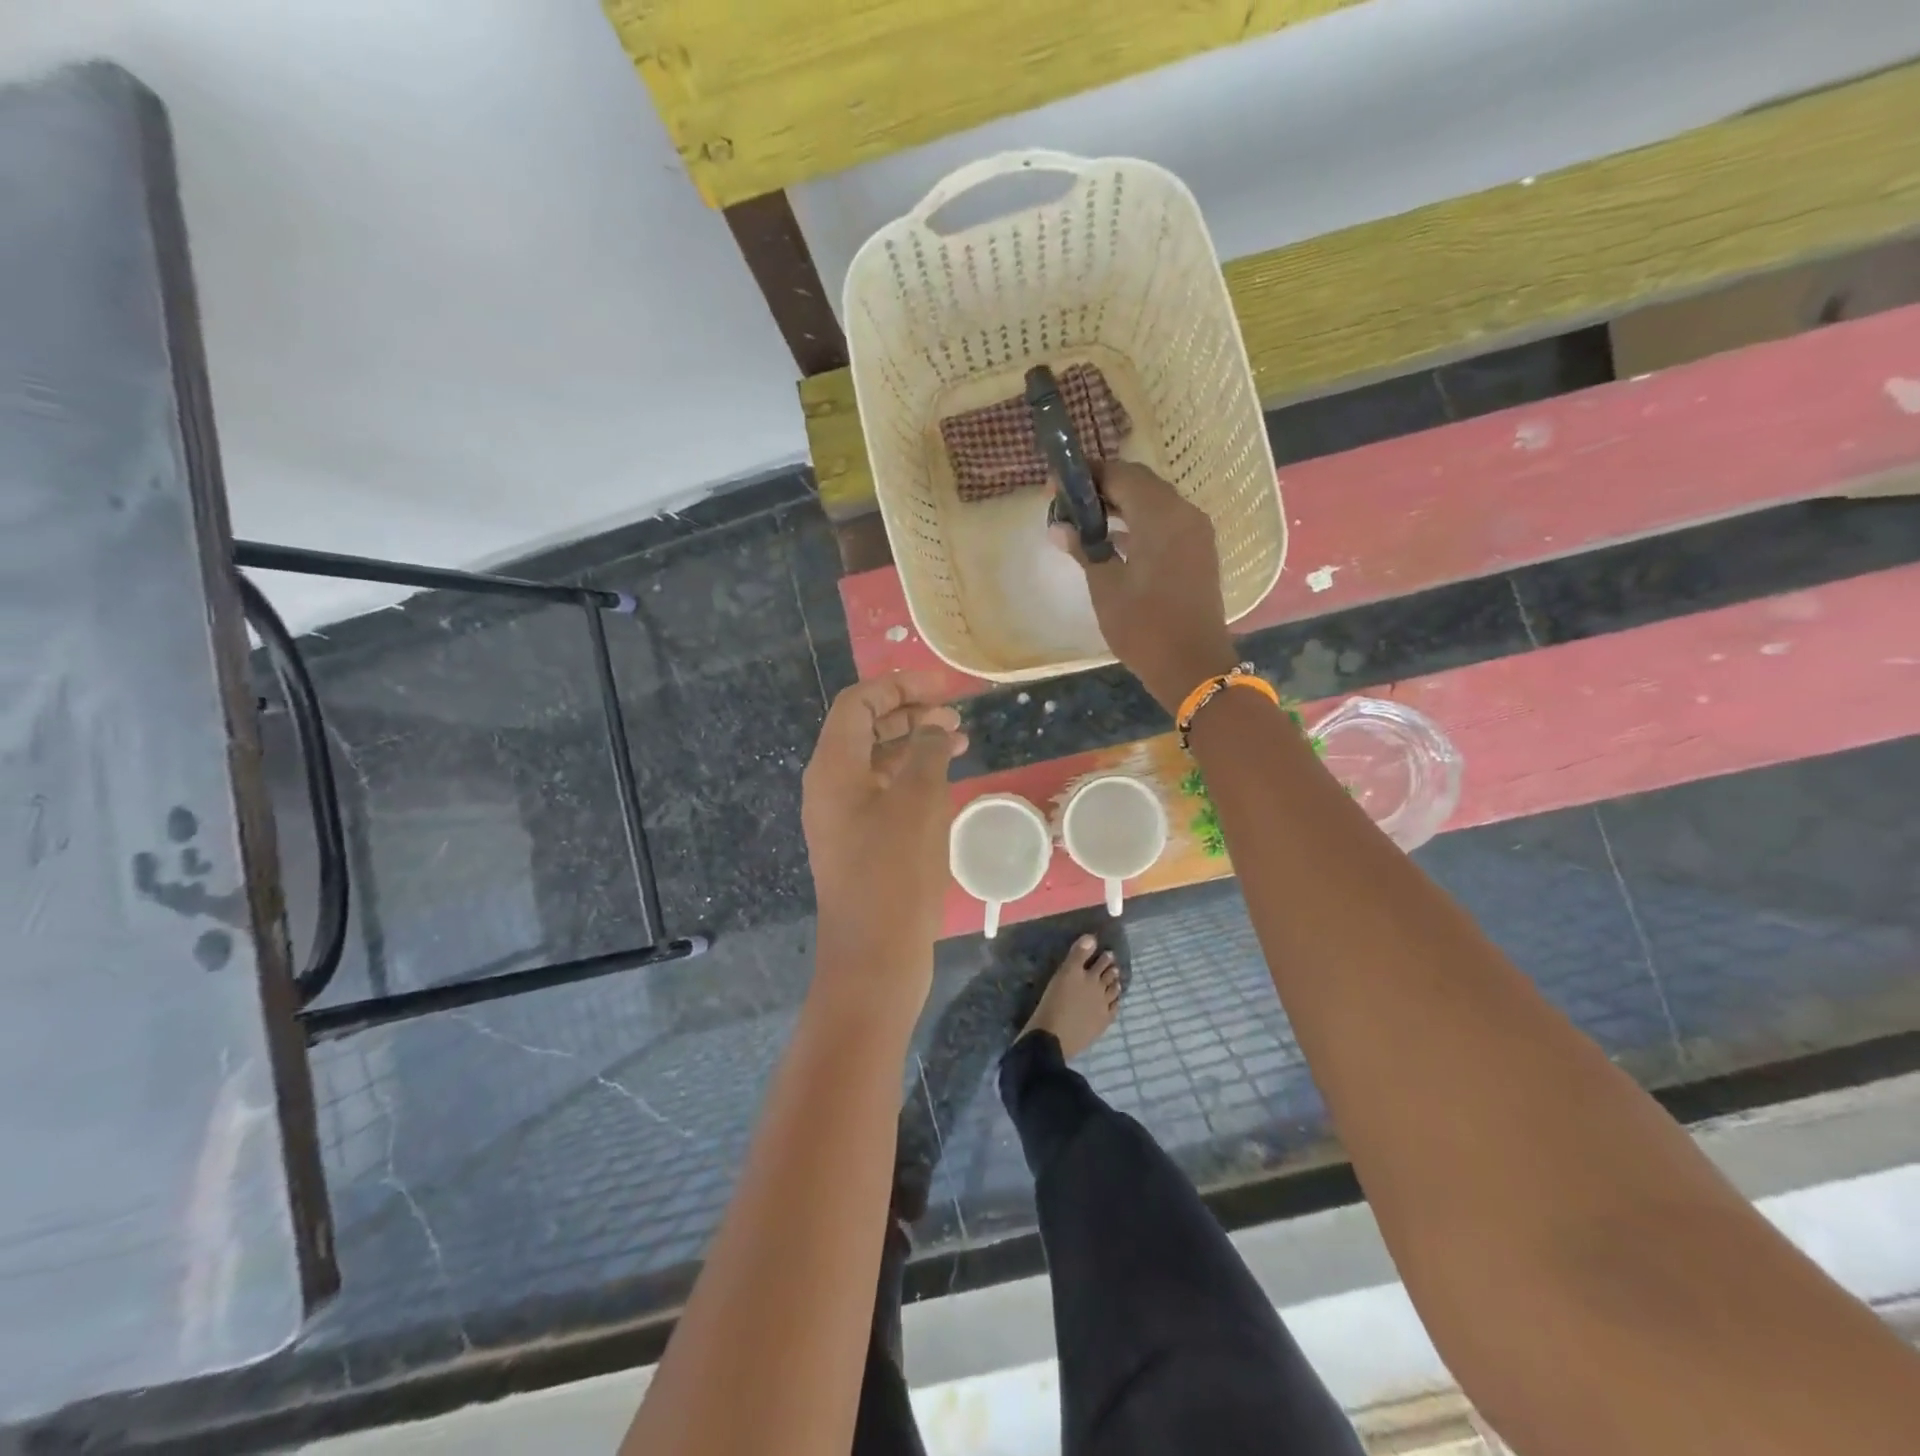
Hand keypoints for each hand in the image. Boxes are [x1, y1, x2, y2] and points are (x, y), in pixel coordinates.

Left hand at [801, 672, 967, 1002]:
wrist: (874, 958)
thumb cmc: (893, 873)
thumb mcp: (917, 803)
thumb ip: (927, 752)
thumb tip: (935, 726)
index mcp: (833, 768)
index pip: (858, 704)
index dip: (899, 686)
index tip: (943, 687)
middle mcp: (831, 786)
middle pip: (865, 729)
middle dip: (909, 712)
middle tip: (955, 713)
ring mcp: (844, 816)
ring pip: (878, 761)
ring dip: (915, 743)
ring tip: (959, 738)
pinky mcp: (861, 842)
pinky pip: (884, 792)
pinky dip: (913, 776)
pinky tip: (946, 778)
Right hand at [1053, 461, 1237, 712]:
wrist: (1193, 667)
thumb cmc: (1144, 627)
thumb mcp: (1105, 587)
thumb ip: (1084, 548)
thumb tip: (1058, 527)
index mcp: (1161, 516)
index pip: (1120, 474)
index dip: (1086, 476)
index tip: (1055, 486)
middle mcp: (1184, 514)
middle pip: (1139, 484)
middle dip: (1102, 488)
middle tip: (1066, 504)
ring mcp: (1196, 533)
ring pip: (1153, 503)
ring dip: (1120, 506)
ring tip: (1083, 522)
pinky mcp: (1198, 552)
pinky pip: (1165, 523)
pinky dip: (1138, 523)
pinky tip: (1112, 541)